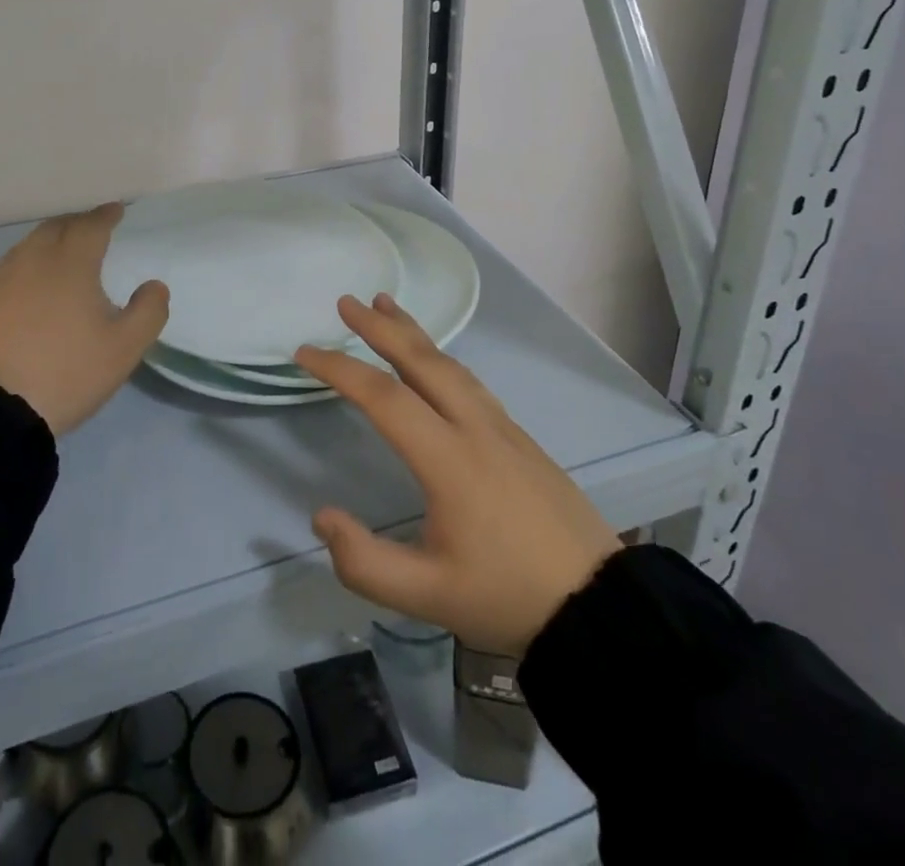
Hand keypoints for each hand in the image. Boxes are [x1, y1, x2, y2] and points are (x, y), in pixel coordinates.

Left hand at [0, 203, 169, 436]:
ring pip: (30, 245)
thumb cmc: (64, 371)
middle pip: (56, 227)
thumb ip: (148, 312)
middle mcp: (34, 262)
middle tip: (92, 226)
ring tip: (64, 249)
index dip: (105, 216)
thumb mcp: (123, 349)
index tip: (116, 210)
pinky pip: (11, 267)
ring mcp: (2, 282)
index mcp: (72, 264)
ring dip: (51, 238)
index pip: (91, 226)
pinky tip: (33, 281)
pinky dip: (29, 261)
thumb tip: (155, 285)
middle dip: (77, 222)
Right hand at [296, 294, 622, 655]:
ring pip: (449, 365)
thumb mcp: (429, 596)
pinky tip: (432, 361)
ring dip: (412, 332)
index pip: (384, 398)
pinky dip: (439, 356)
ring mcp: (501, 426)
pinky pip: (469, 380)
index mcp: (449, 459)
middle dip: (379, 327)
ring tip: (385, 306)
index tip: (305, 352)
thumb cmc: (508, 595)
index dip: (340, 370)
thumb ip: (366, 562)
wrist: (599, 603)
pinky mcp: (518, 435)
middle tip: (346, 302)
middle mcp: (474, 427)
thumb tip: (322, 517)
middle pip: (422, 361)